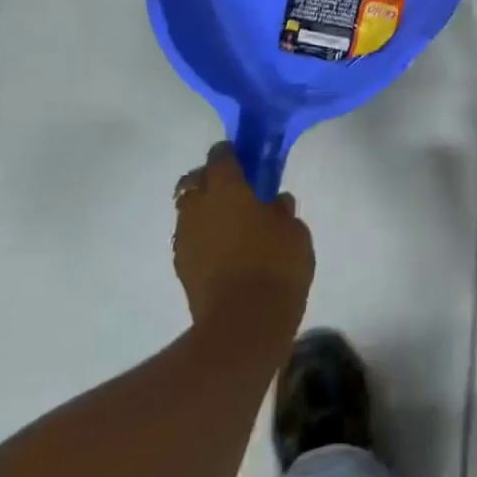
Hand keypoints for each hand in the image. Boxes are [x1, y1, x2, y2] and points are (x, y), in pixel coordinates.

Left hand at [173, 143, 314, 325]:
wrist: (244, 323)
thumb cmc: (276, 266)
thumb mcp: (295, 232)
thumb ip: (282, 211)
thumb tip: (274, 201)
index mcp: (228, 189)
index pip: (220, 157)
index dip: (230, 153)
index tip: (242, 156)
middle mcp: (200, 207)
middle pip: (194, 181)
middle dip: (209, 179)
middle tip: (233, 189)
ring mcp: (186, 237)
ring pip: (188, 210)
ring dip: (204, 209)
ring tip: (229, 222)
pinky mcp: (181, 266)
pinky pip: (190, 238)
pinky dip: (203, 236)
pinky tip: (223, 248)